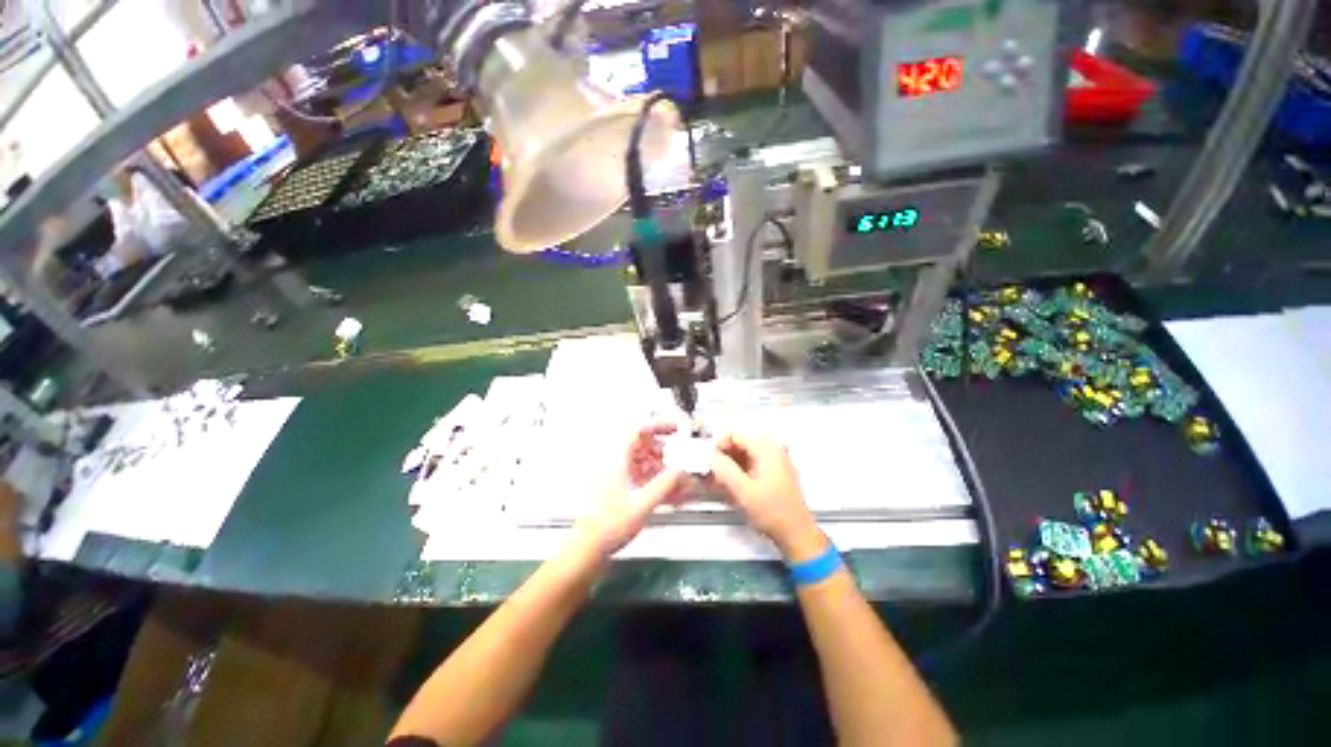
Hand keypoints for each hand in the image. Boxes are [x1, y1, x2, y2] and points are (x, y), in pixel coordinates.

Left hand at [572, 423, 685, 560]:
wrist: (588, 550)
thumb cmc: (610, 526)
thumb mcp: (642, 505)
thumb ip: (665, 484)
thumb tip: (682, 469)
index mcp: (616, 460)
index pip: (638, 430)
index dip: (659, 425)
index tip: (677, 428)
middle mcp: (614, 462)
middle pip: (642, 444)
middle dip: (664, 450)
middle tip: (681, 457)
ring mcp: (615, 474)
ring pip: (642, 459)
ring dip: (661, 466)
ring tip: (677, 479)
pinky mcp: (617, 486)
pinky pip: (639, 474)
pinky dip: (654, 478)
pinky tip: (668, 492)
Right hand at [710, 432, 822, 560]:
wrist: (796, 534)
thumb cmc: (773, 513)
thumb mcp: (743, 491)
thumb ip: (724, 469)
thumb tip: (711, 456)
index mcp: (767, 450)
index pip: (736, 435)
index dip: (719, 444)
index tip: (709, 458)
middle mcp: (773, 452)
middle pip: (741, 444)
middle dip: (723, 456)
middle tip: (711, 470)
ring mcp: (776, 463)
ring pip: (745, 455)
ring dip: (730, 465)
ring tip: (718, 480)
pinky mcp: (775, 475)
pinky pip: (752, 465)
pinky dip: (739, 472)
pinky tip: (731, 486)